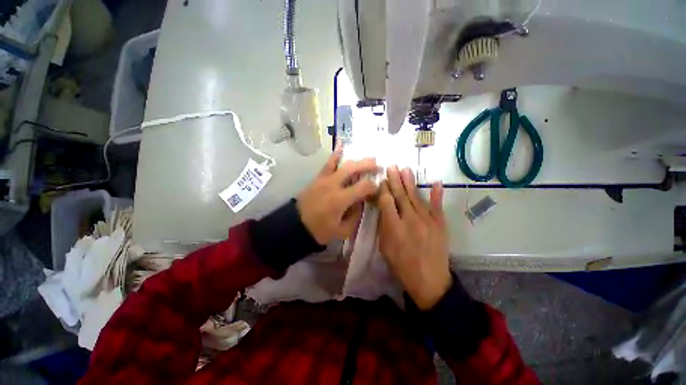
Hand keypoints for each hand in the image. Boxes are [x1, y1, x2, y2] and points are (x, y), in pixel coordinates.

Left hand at [297, 146, 378, 244]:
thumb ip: (355, 215)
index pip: (364, 186)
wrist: (295, 226)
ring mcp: (324, 179)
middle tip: (378, 166)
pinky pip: (328, 163)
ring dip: (357, 160)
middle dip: (368, 166)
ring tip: (368, 158)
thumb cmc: (320, 231)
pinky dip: (335, 154)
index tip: (378, 188)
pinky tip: (341, 145)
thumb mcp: (342, 231)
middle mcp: (333, 185)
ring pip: (342, 164)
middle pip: (354, 169)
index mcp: (340, 199)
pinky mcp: (318, 178)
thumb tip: (361, 202)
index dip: (374, 186)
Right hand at [377, 166, 451, 309]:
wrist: (430, 281)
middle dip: (394, 180)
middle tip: (391, 167)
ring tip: (405, 169)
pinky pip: (437, 206)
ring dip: (410, 182)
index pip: (387, 202)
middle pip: (401, 196)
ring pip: (416, 197)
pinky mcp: (440, 224)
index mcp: (394, 228)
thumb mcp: (385, 248)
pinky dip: (437, 194)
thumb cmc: (402, 265)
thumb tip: (384, 208)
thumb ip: (384, 226)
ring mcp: (428, 221)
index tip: (381, 181)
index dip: (383, 190)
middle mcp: (410, 220)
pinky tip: (436, 182)